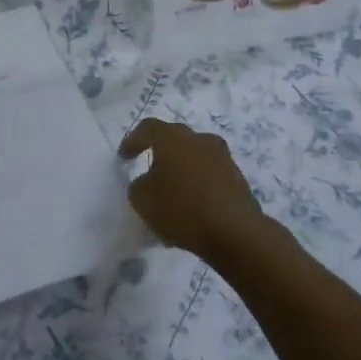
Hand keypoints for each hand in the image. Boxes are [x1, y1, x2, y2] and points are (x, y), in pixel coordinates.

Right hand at [119, 119, 273, 266]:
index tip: (124, 157)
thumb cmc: (181, 209)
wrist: (234, 231)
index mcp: (173, 137)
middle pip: (175, 138)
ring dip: (181, 168)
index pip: (148, 128)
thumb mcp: (142, 200)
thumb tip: (147, 182)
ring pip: (194, 155)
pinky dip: (197, 183)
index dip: (133, 141)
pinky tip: (190, 205)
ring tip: (171, 190)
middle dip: (160, 152)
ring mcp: (222, 156)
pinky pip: (209, 173)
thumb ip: (138, 186)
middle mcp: (199, 139)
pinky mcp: (236, 176)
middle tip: (148, 168)